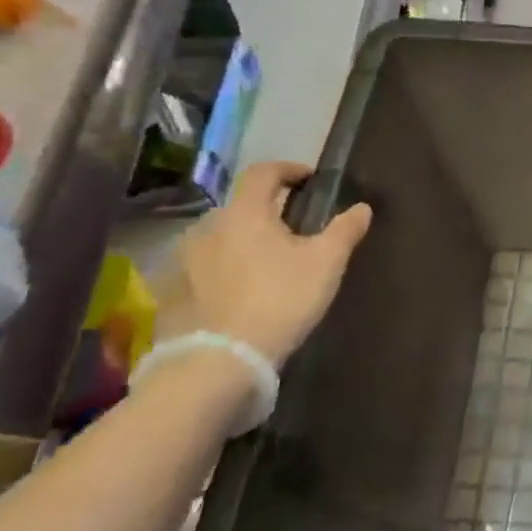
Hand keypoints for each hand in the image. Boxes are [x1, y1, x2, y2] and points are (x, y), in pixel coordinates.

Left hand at [156, 161, 372, 363]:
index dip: (288, 169)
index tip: (310, 179)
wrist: (218, 361)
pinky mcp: (170, 290)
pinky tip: (241, 289)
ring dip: (244, 240)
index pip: (263, 172)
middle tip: (295, 229)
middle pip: (241, 206)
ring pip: (221, 236)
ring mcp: (182, 259)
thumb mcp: (326, 263)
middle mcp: (207, 226)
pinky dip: (224, 267)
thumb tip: (362, 207)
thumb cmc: (279, 299)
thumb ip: (344, 230)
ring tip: (268, 262)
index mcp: (244, 213)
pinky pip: (203, 266)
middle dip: (268, 211)